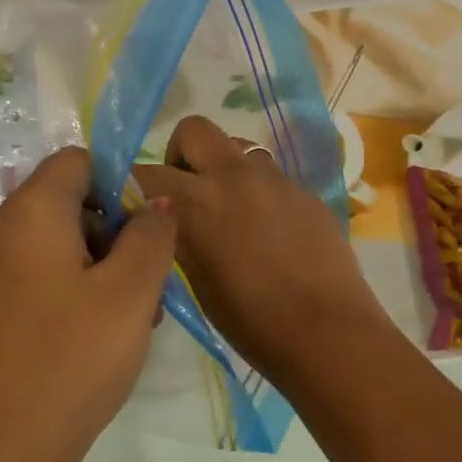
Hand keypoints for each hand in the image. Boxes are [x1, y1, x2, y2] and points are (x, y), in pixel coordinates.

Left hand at [0, 146, 175, 461]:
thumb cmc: (71, 362)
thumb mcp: (130, 295)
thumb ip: (151, 237)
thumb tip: (154, 204)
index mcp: (26, 216)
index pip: (75, 162)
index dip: (119, 183)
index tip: (146, 233)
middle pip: (60, 207)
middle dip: (110, 235)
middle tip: (143, 289)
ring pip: (45, 250)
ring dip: (90, 270)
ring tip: (123, 325)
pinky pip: (23, 285)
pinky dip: (59, 296)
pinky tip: (82, 346)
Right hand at [134, 116, 393, 385]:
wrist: (327, 331)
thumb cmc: (251, 321)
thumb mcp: (196, 282)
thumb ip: (178, 238)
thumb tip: (165, 221)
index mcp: (196, 202)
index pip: (144, 172)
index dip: (134, 187)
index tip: (138, 207)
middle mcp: (233, 176)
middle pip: (194, 130)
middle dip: (182, 154)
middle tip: (187, 193)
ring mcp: (275, 179)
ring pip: (238, 148)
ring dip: (224, 169)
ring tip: (231, 211)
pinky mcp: (306, 191)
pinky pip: (271, 176)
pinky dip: (258, 192)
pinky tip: (269, 231)